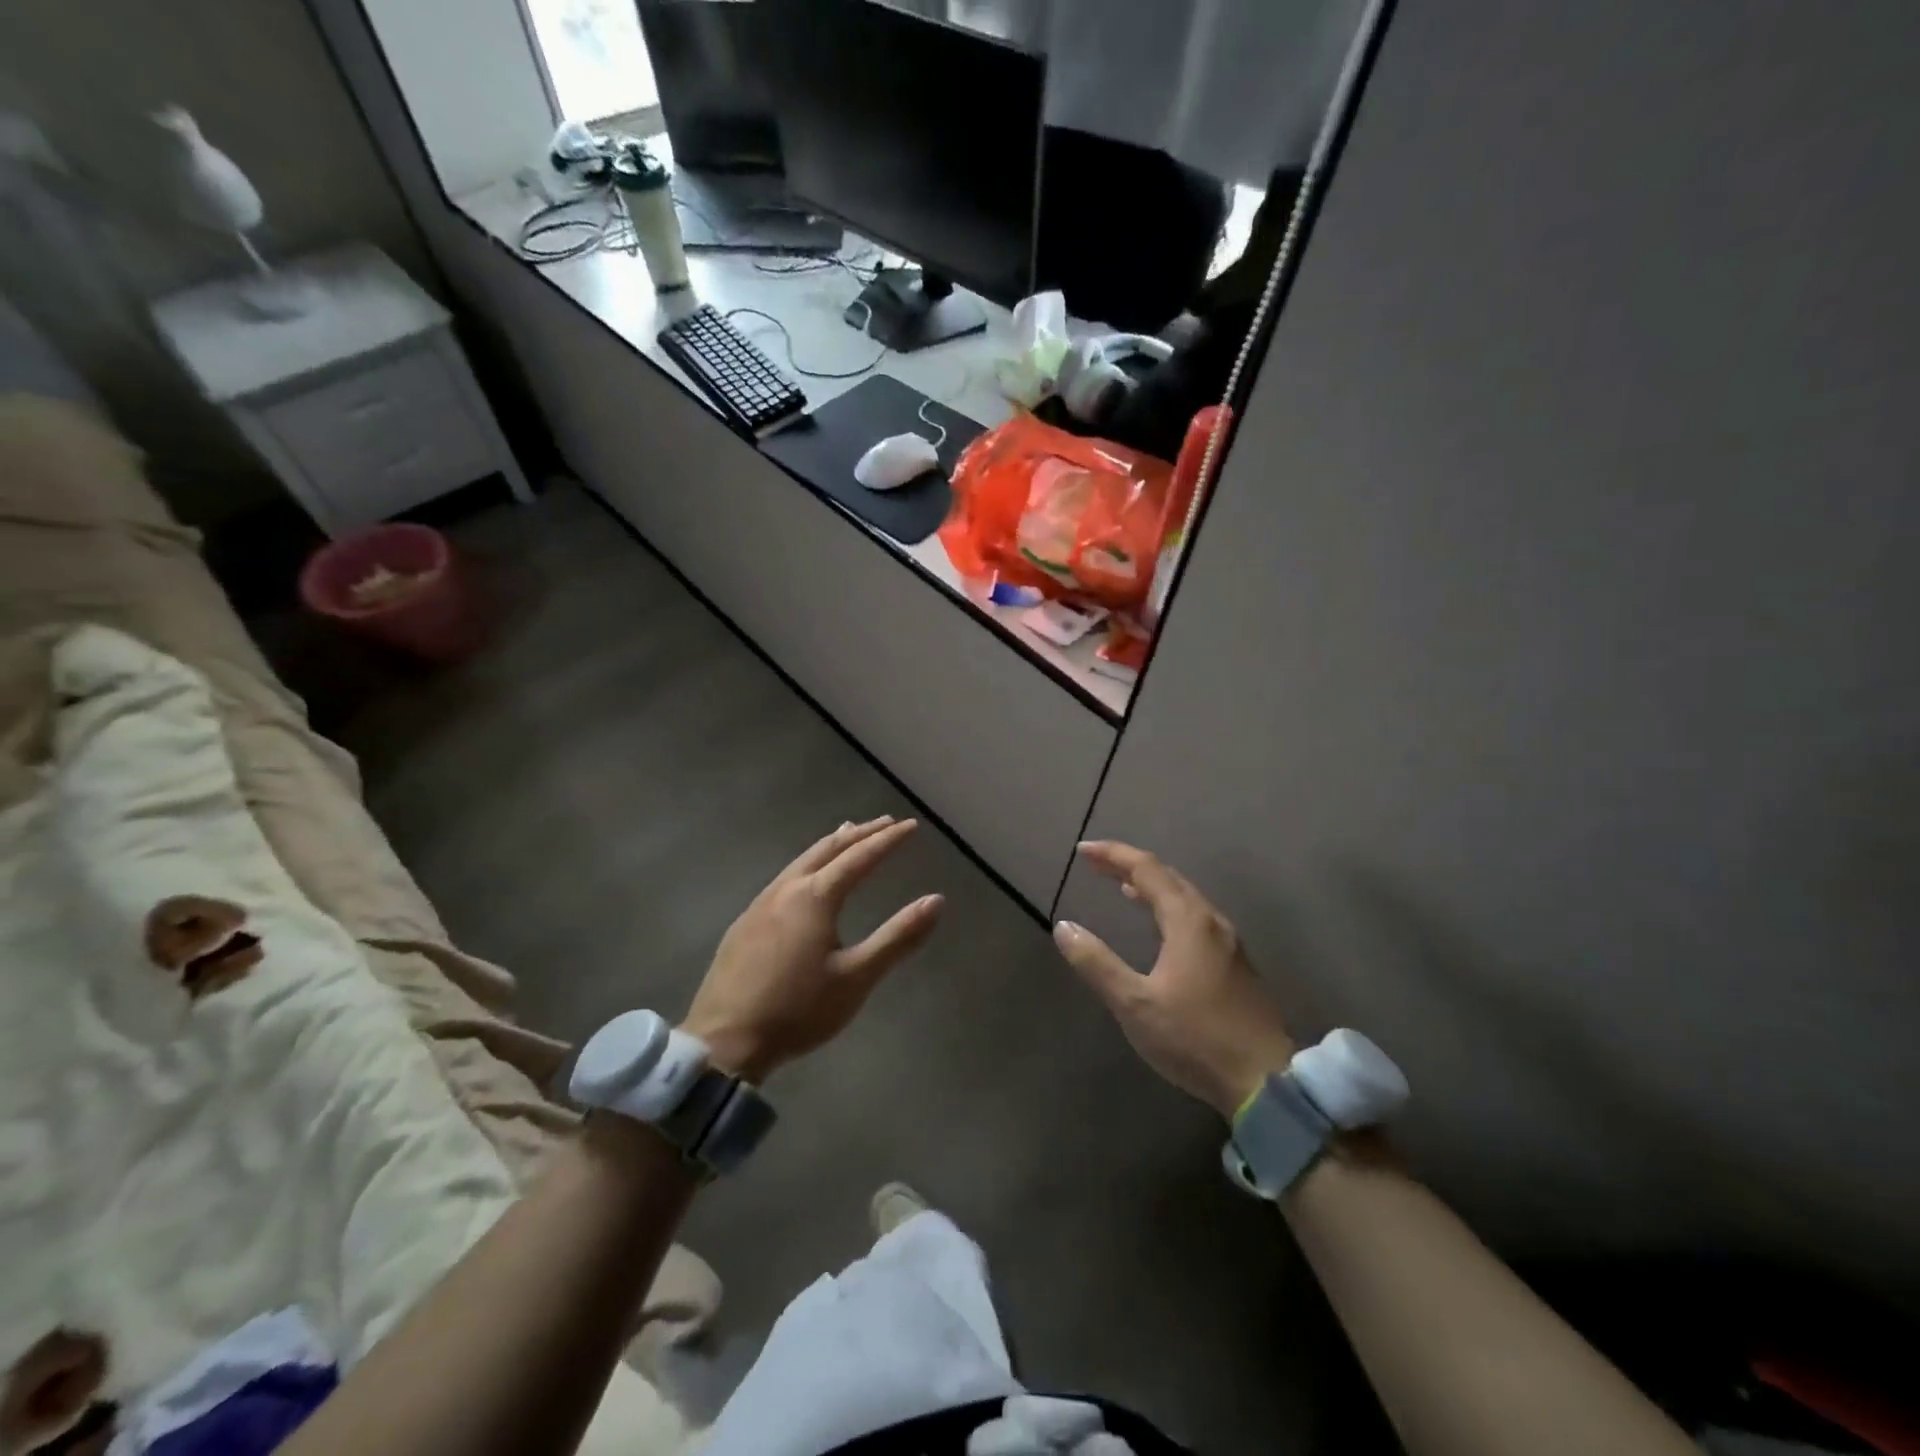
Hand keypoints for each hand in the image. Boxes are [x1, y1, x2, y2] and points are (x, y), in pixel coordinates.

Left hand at [682, 817, 941, 1082]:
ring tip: (848, 834)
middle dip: (860, 834)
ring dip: (831, 845)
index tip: (911, 826)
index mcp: (816, 897)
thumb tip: (936, 901)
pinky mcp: (745, 923)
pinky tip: (807, 878)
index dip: (888, 840)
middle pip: (828, 849)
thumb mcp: (857, 977)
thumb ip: (898, 937)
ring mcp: (760, 904)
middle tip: (885, 822)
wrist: (725, 1041)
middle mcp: (787, 889)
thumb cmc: (798, 1010)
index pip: (860, 857)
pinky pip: (784, 877)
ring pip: (802, 860)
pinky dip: (808, 864)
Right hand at [1054, 841, 1295, 1118]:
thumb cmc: (1195, 1038)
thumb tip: (1064, 928)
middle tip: (1096, 864)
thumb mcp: (1135, 1004)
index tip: (1082, 851)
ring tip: (1122, 887)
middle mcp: (1211, 921)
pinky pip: (1195, 917)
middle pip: (1168, 877)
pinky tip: (1159, 926)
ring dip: (1151, 886)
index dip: (1113, 855)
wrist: (1266, 1082)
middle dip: (1130, 865)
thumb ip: (1097, 964)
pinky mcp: (1236, 964)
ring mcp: (1229, 942)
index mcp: (1188, 921)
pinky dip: (1168, 906)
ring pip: (1185, 897)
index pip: (1146, 869)